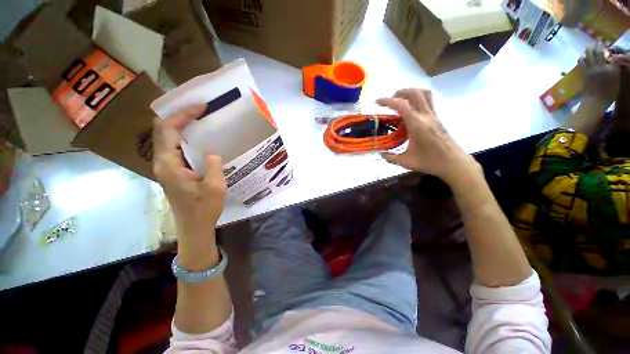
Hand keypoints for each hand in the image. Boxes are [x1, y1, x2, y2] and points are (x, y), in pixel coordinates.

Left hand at [153, 105, 226, 241]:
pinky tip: (198, 138)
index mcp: (169, 164)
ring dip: (180, 126)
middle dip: (179, 116)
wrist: (194, 227)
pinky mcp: (172, 171)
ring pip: (167, 138)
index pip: (168, 130)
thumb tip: (211, 152)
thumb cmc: (204, 209)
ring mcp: (166, 167)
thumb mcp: (215, 187)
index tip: (201, 107)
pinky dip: (184, 137)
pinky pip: (174, 148)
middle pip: (162, 130)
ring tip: (199, 119)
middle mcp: (162, 162)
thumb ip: (213, 166)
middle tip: (199, 109)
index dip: (183, 115)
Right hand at [377, 88, 479, 184]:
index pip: (402, 105)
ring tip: (400, 102)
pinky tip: (409, 113)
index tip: (377, 102)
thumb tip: (380, 153)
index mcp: (417, 125)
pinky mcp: (437, 118)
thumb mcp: (406, 162)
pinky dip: (416, 100)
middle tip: (390, 101)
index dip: (387, 101)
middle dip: (400, 92)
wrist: (453, 163)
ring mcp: (433, 116)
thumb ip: (390, 157)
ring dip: (411, 93)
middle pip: (415, 93)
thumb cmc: (430, 162)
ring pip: (424, 94)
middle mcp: (426, 116)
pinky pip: (427, 102)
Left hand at [580, 44, 624, 103]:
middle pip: (599, 51)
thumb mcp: (616, 82)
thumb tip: (615, 62)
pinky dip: (582, 57)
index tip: (612, 49)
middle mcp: (601, 67)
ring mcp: (591, 69)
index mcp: (612, 70)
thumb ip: (615, 70)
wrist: (595, 102)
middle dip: (599, 46)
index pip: (615, 57)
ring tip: (591, 47)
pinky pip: (581, 62)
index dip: (614, 52)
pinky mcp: (584, 73)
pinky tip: (583, 56)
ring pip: (589, 54)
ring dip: (590, 49)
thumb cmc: (608, 94)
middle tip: (599, 44)